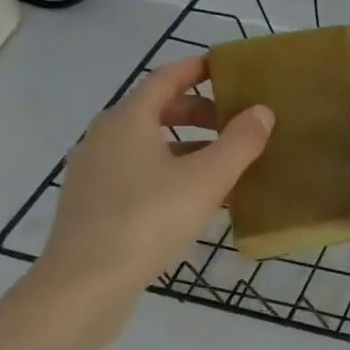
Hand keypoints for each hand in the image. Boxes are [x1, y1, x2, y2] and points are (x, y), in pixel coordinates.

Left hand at [40, 57, 274, 298]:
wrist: (86, 282)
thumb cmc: (149, 218)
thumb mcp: (208, 178)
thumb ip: (240, 142)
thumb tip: (263, 111)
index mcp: (127, 120)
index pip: (165, 79)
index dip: (196, 69)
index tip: (226, 67)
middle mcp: (104, 138)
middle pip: (155, 110)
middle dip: (198, 111)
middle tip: (236, 122)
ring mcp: (95, 172)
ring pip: (148, 144)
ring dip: (187, 144)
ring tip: (225, 162)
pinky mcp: (94, 203)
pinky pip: (139, 171)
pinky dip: (170, 169)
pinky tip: (196, 196)